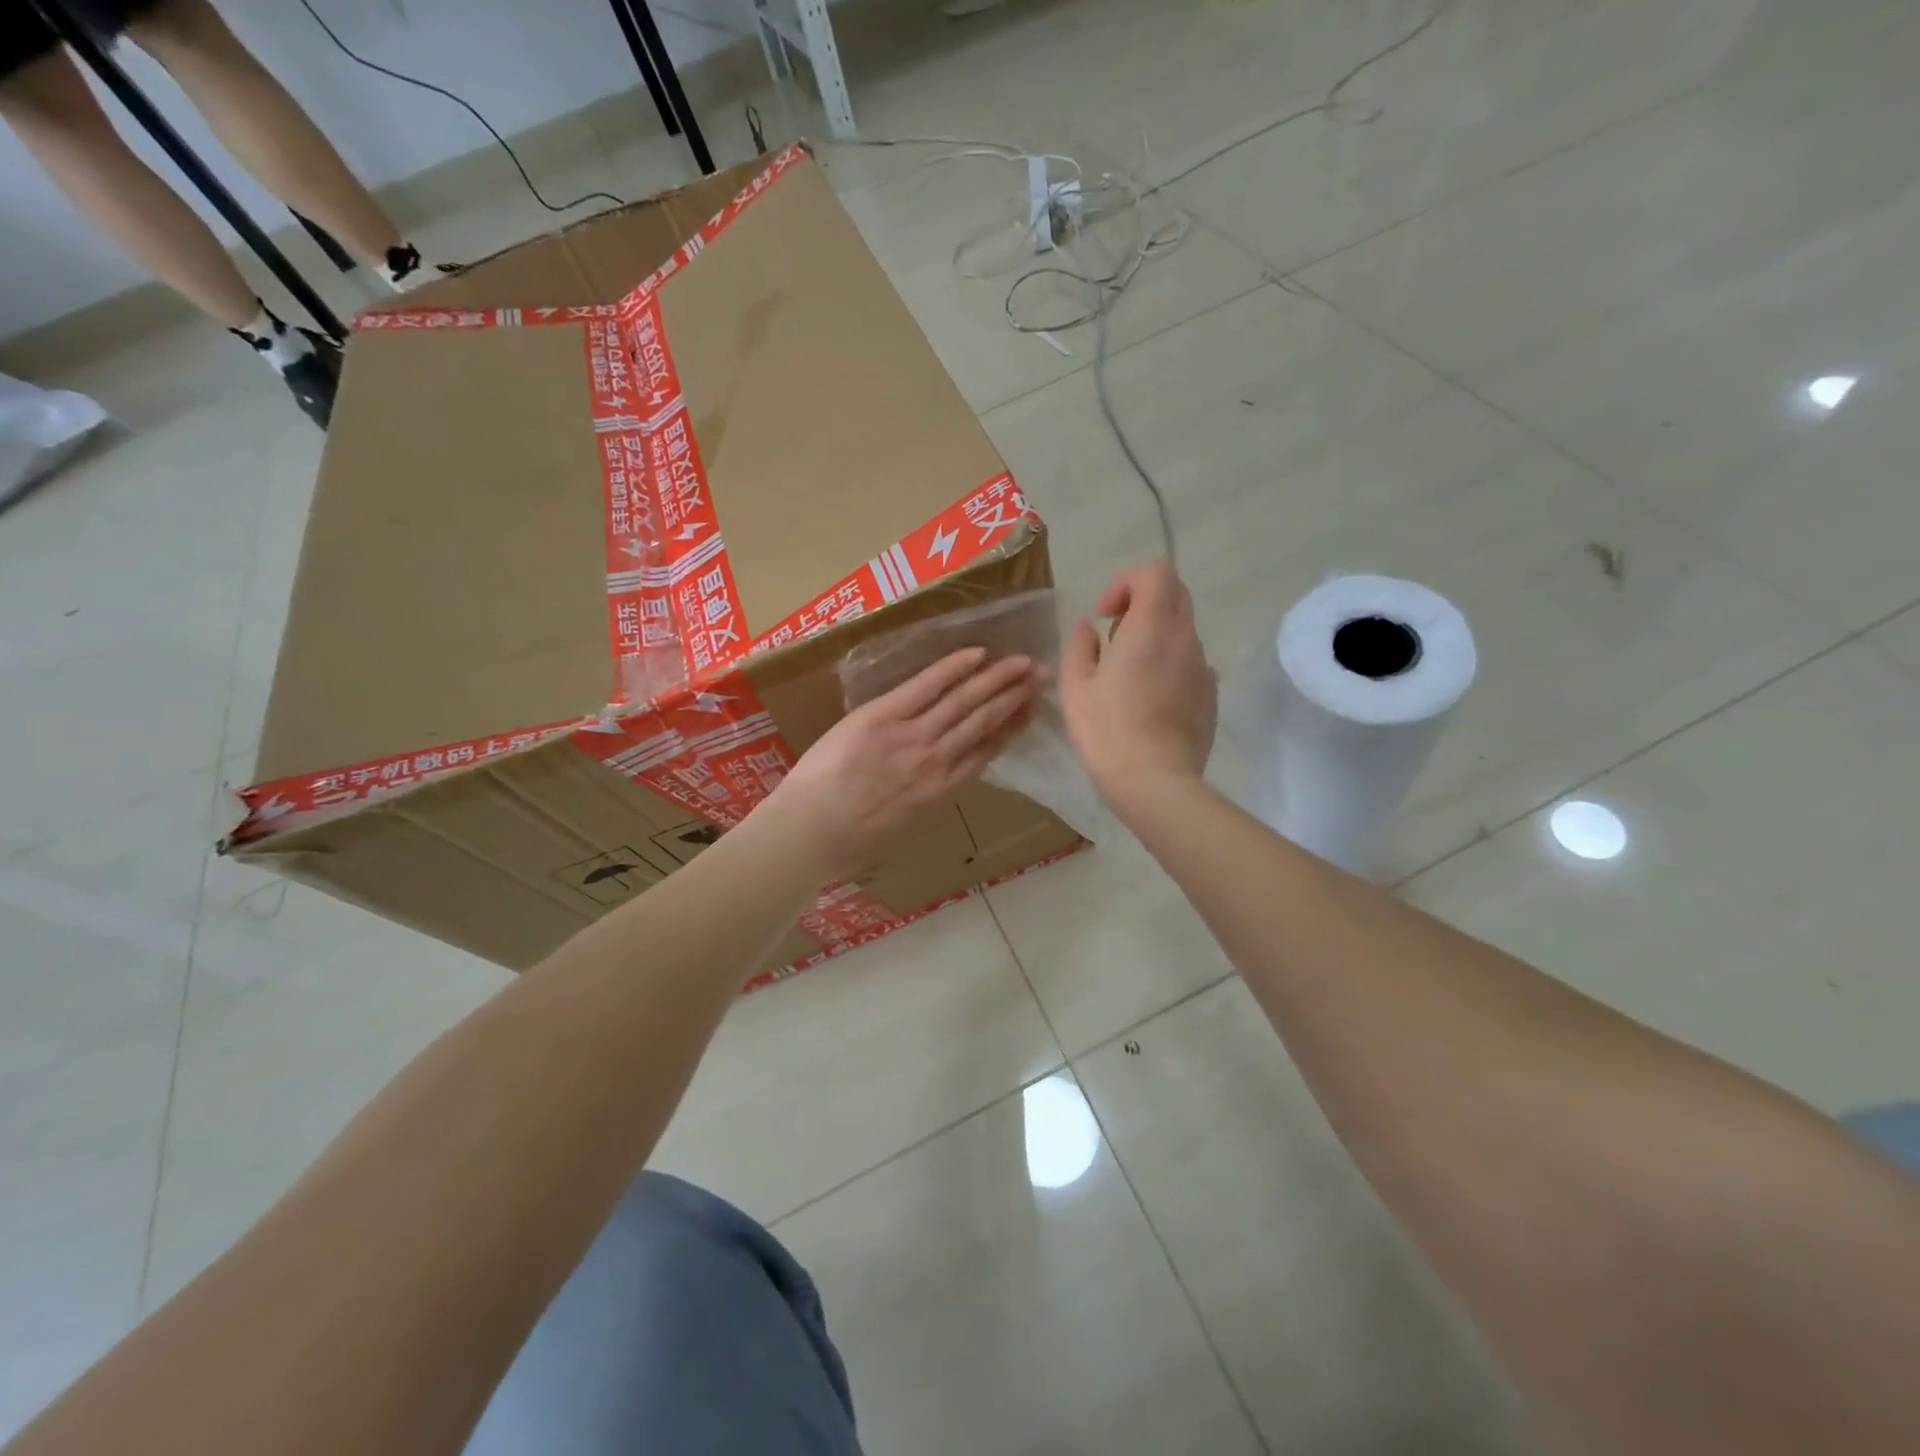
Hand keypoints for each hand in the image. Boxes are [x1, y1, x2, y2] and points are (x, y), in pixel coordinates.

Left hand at [766, 647, 1040, 875]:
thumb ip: (925, 800)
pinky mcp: (884, 716)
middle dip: (1015, 697)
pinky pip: (926, 686)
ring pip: (965, 702)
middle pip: (984, 722)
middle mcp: (937, 761)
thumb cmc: (849, 841)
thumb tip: (937, 782)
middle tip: (1041, 676)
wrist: (810, 832)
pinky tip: (978, 654)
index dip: (1011, 728)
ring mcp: (913, 736)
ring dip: (997, 679)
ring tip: (1023, 662)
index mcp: (941, 792)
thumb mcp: (903, 829)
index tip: (1030, 711)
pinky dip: (954, 668)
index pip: (986, 752)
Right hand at [1060, 560, 1216, 808]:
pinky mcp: (1211, 694)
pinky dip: (1169, 665)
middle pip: (1174, 594)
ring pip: (1182, 631)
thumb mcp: (1076, 686)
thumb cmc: (1107, 730)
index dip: (1126, 583)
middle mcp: (1185, 638)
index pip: (1156, 572)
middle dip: (1142, 605)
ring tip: (1128, 677)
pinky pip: (1190, 663)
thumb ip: (1080, 646)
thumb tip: (1089, 629)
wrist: (1155, 782)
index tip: (1105, 616)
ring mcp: (1203, 667)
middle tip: (1115, 639)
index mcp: (1151, 627)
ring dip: (1155, 637)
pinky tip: (1149, 701)